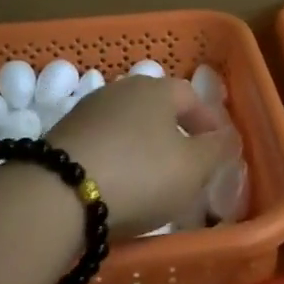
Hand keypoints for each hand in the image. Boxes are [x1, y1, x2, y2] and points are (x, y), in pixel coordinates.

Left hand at [47, 74, 234, 238]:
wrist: (56, 195)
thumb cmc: (140, 174)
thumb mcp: (193, 168)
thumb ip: (216, 150)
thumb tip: (227, 137)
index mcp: (156, 89)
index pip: (192, 97)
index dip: (209, 122)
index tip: (220, 147)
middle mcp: (120, 90)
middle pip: (157, 109)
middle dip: (175, 134)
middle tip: (188, 164)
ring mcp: (87, 112)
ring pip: (127, 127)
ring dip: (143, 148)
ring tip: (152, 181)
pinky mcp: (61, 138)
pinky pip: (101, 146)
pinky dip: (115, 162)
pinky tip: (117, 187)